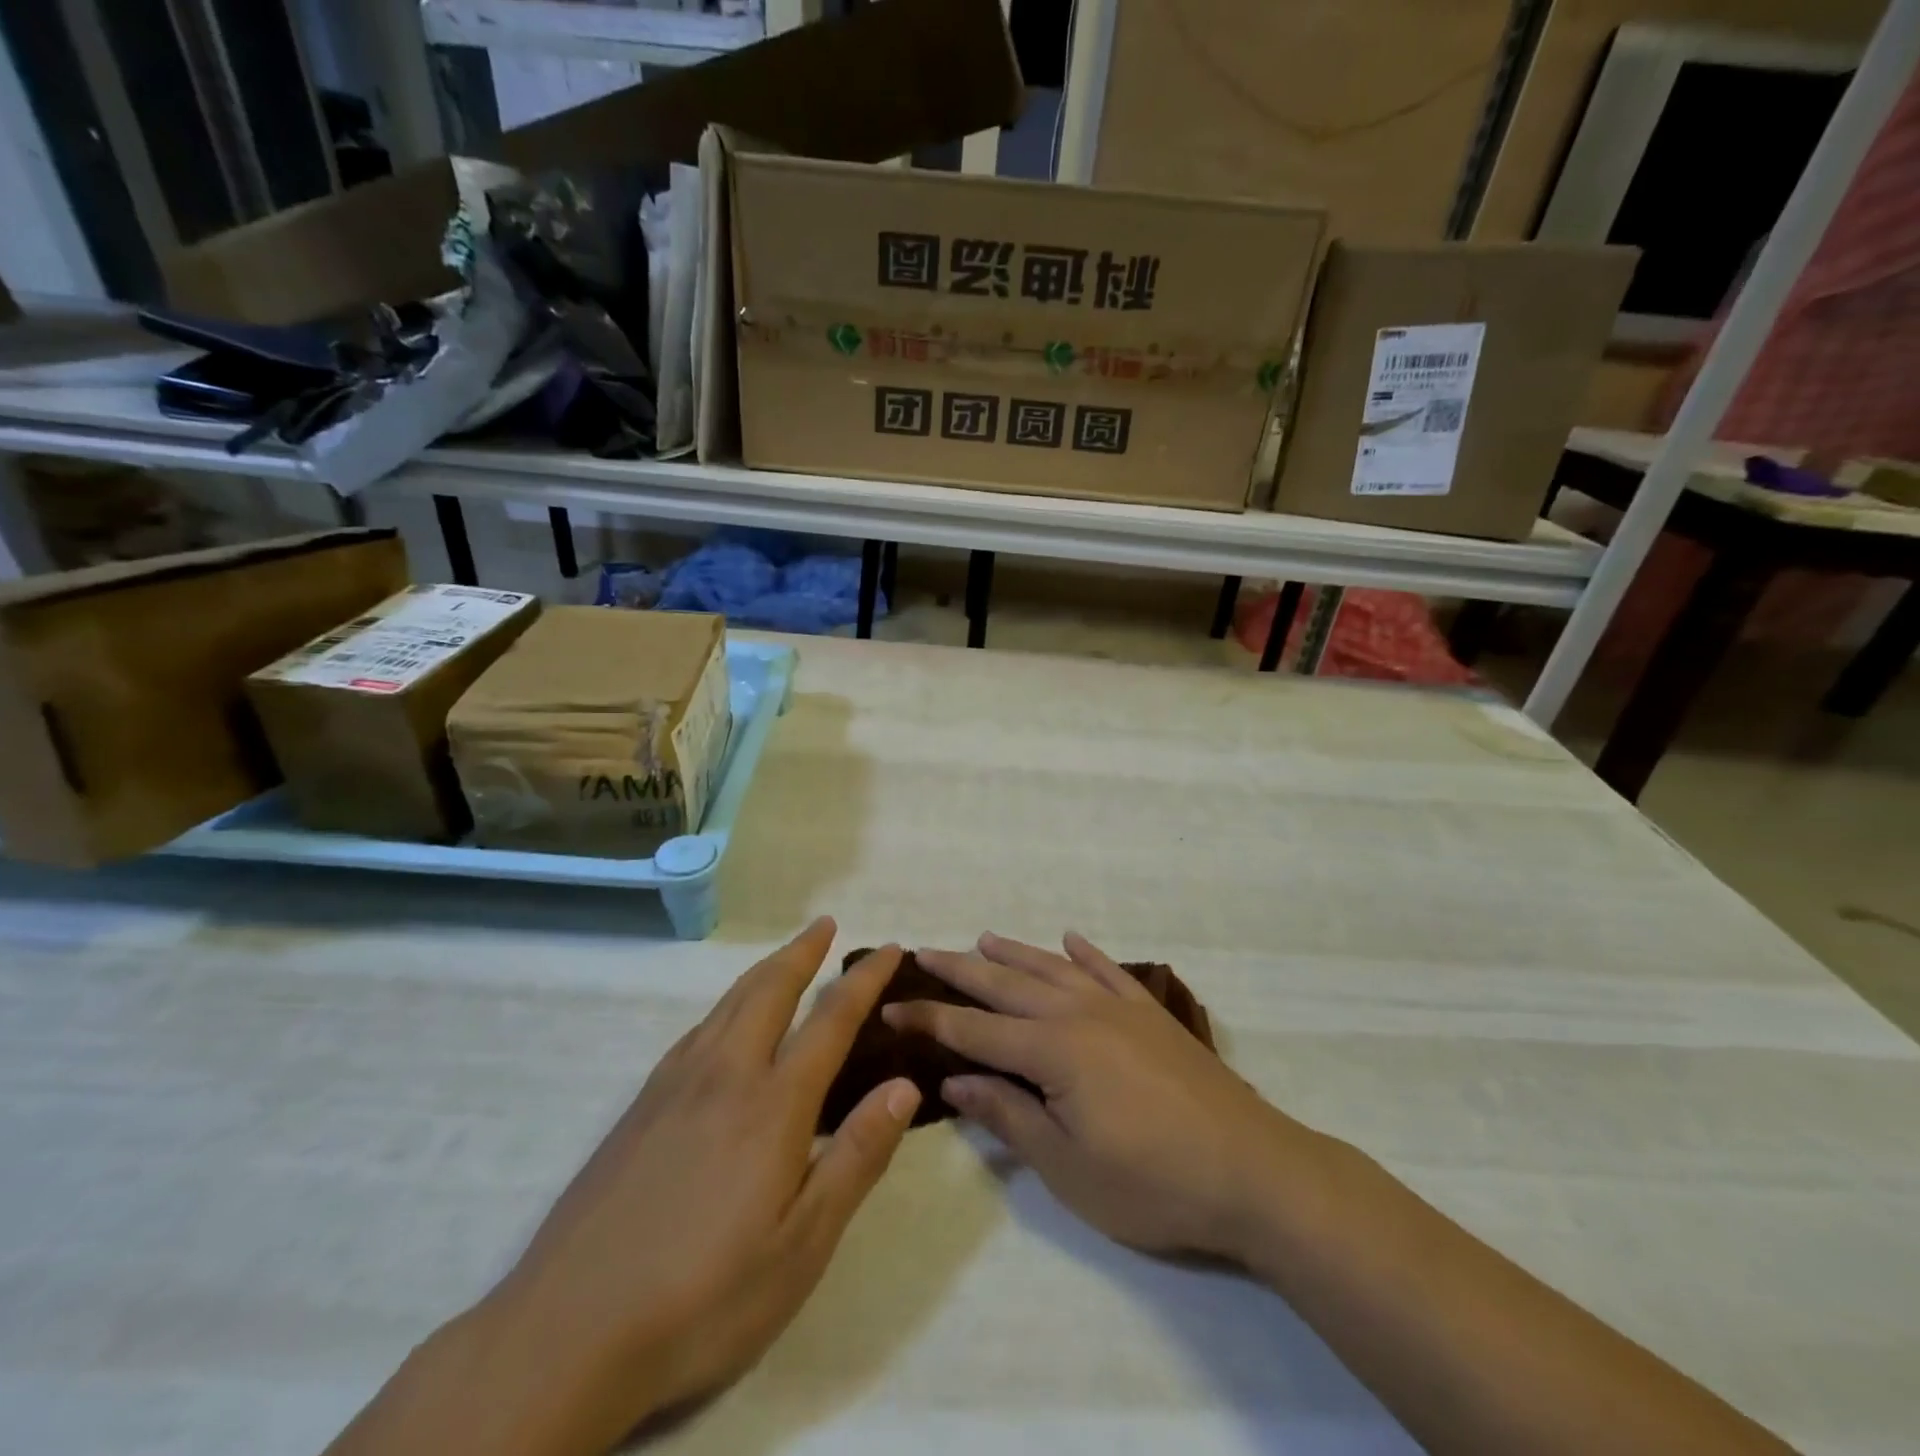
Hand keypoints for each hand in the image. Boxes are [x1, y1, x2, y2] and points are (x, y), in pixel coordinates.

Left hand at [479, 921, 919, 1447]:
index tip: (889, 950)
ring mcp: (675, 1086)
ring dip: (764, 970)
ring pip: (728, 1003)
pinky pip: (697, 1030)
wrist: (567, 1333)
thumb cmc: (704, 1296)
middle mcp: (725, 1075)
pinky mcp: (640, 1106)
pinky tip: (724, 1022)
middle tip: (826, 924)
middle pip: (770, 990)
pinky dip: (726, 1004)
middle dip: (802, 951)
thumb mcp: (802, 1244)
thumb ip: (856, 1156)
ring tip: (786, 957)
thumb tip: (904, 1086)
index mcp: (773, 1104)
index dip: (864, 980)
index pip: (831, 1020)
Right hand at [885, 933, 1322, 1263]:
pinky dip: (1085, 952)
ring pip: (1054, 968)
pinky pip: (1109, 970)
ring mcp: (1119, 1007)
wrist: (1251, 1171)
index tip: (891, 1006)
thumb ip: (1008, 1116)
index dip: (930, 1018)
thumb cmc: (1151, 1182)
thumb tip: (953, 1082)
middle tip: (925, 952)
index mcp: (1052, 1049)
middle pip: (1007, 984)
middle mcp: (1079, 1013)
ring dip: (1015, 953)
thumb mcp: (1067, 1166)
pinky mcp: (1152, 1013)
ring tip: (983, 938)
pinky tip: (1071, 939)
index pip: (974, 1029)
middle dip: (961, 969)